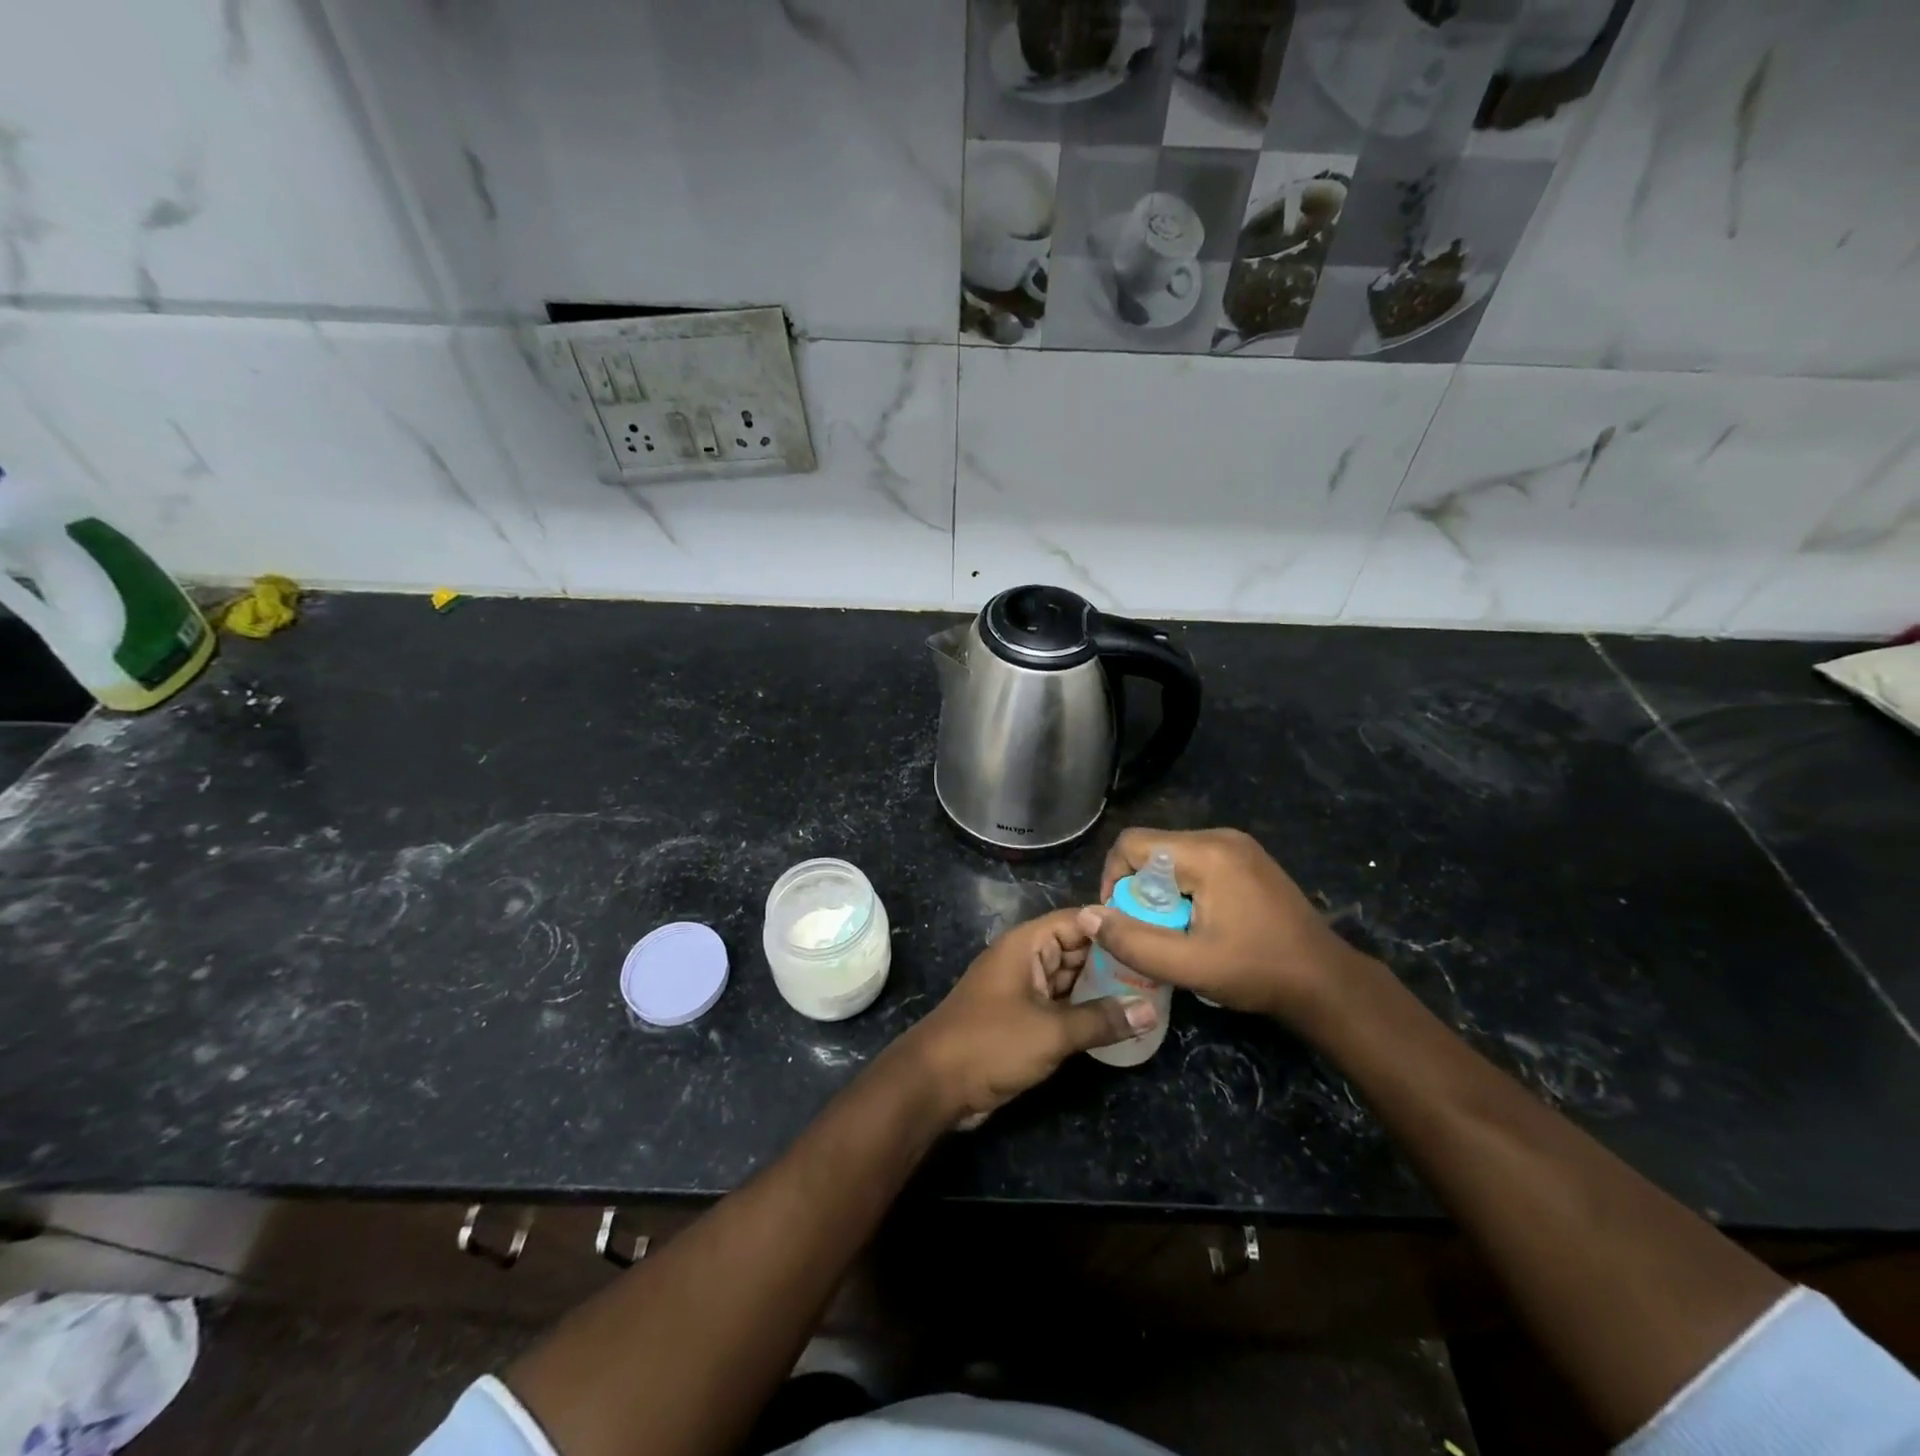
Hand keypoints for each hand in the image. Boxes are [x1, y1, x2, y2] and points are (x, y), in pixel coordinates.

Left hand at [900, 908, 1155, 1127]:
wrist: (934, 1083)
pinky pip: (1059, 1004)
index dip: (1113, 924)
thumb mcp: (1051, 1031)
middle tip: (1160, 970)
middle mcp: (1024, 959)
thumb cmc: (991, 1042)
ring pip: (1069, 979)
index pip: (1077, 920)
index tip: (1154, 933)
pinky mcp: (1020, 1017)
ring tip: (1149, 993)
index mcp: (1026, 945)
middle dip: (1114, 959)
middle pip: (1076, 949)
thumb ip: (1101, 1020)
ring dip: (1101, 987)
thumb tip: (1150, 1011)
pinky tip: (1117, 1020)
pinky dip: (1084, 1010)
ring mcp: (1021, 989)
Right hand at [1081, 827, 1369, 1023]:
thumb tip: (1087, 916)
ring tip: (1173, 930)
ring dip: (1160, 891)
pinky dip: (1182, 889)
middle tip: (1148, 930)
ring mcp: (1238, 846)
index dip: (1113, 879)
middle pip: (1152, 848)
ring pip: (1172, 857)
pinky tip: (1198, 922)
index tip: (1121, 920)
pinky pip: (1195, 863)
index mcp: (1207, 853)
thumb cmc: (1257, 972)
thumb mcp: (1189, 965)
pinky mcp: (1247, 859)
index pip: (1132, 843)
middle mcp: (1220, 836)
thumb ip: (1133, 941)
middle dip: (1138, 889)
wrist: (1327, 983)